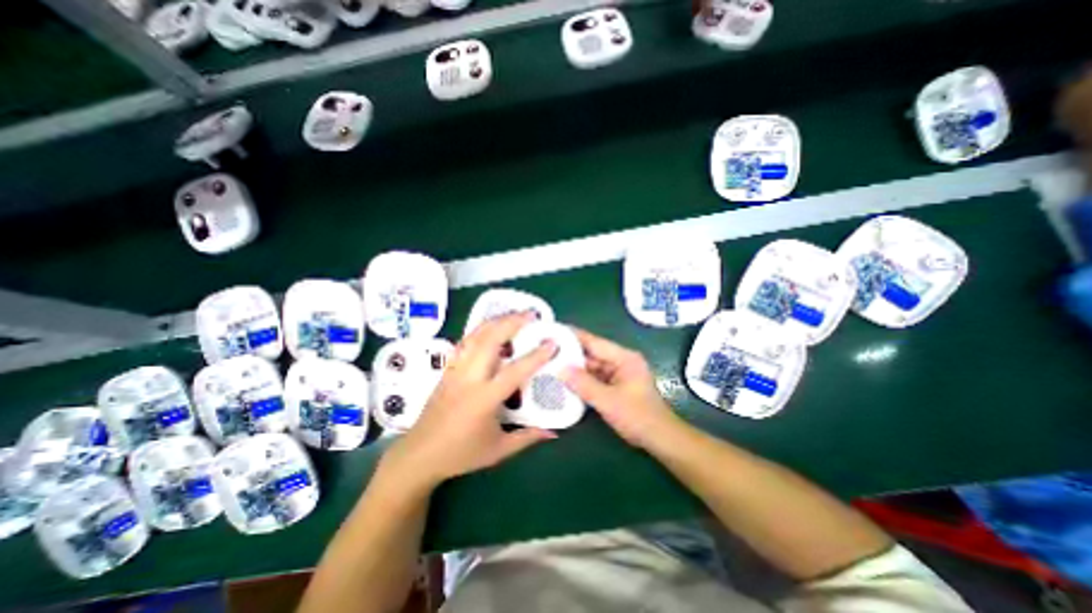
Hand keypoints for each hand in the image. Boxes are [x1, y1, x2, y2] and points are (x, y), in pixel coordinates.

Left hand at [381, 313, 555, 491]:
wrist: (419, 454)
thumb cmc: (461, 454)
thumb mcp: (498, 450)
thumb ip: (527, 437)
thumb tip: (554, 432)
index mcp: (484, 399)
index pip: (514, 371)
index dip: (536, 356)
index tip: (552, 342)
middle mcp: (469, 379)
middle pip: (490, 341)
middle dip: (511, 323)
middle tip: (531, 315)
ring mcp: (455, 370)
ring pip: (474, 337)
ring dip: (495, 322)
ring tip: (513, 314)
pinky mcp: (447, 369)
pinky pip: (464, 343)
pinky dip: (479, 331)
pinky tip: (489, 327)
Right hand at [563, 330, 679, 449]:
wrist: (659, 438)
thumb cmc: (638, 416)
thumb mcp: (608, 401)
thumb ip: (584, 384)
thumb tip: (560, 369)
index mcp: (624, 357)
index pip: (594, 342)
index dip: (574, 336)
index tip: (554, 331)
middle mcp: (620, 361)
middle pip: (591, 353)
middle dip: (570, 354)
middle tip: (547, 351)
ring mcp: (617, 373)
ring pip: (591, 366)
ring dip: (574, 367)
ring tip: (551, 363)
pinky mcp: (615, 384)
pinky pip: (594, 377)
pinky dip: (581, 379)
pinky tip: (565, 380)